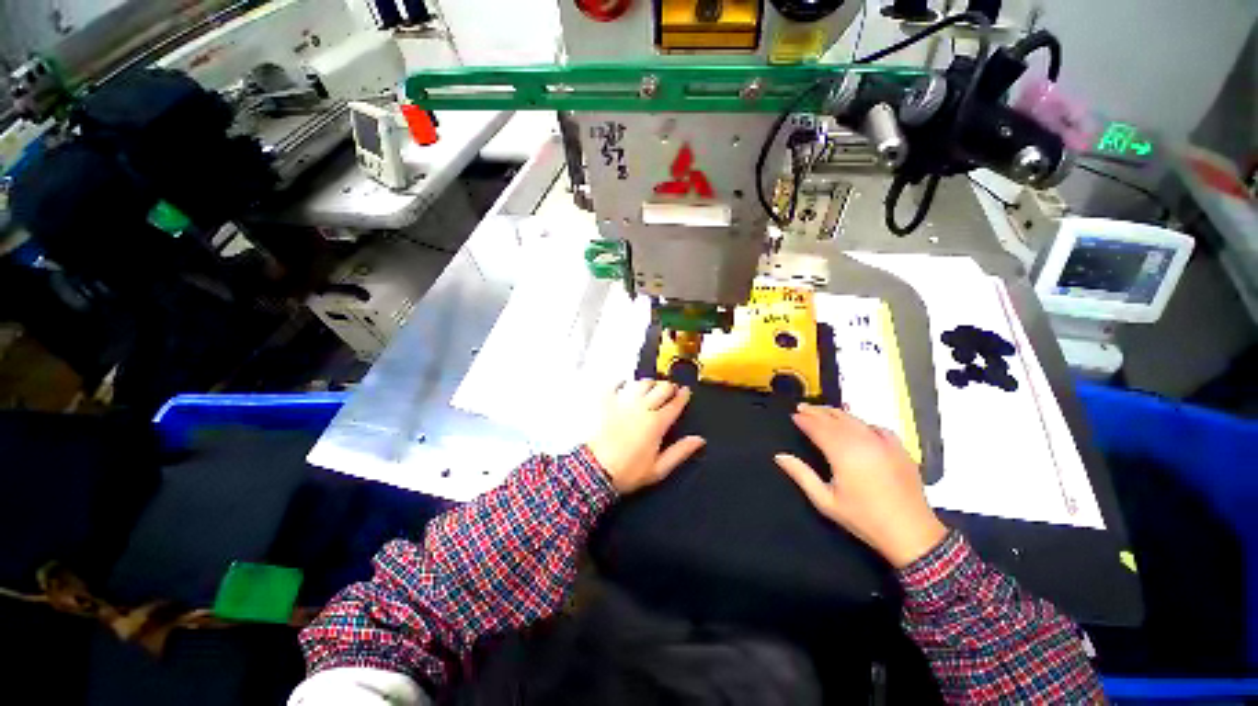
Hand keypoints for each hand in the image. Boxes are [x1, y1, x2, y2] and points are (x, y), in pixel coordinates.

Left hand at [586, 380, 705, 494]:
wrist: (595, 470)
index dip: (683, 396)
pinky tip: (625, 385)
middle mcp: (642, 407)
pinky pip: (617, 384)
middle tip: (671, 390)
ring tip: (651, 387)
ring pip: (642, 383)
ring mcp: (623, 402)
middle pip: (661, 388)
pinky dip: (623, 382)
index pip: (675, 403)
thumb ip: (680, 452)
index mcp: (656, 423)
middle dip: (669, 386)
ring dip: (650, 383)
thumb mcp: (658, 469)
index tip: (686, 391)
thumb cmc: (627, 471)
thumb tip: (699, 440)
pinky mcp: (607, 401)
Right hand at [774, 404, 946, 568]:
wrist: (912, 533)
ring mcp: (883, 442)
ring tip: (823, 411)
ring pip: (855, 419)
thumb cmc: (863, 518)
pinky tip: (857, 425)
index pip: (818, 427)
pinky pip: (876, 427)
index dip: (804, 420)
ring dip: (837, 413)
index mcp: (843, 452)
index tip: (793, 415)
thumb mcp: (825, 501)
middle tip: (803, 407)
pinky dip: (862, 422)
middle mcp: (862, 441)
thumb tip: (780, 456)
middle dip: (817, 412)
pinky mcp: (899, 448)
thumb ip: (801, 475)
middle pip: (835, 418)